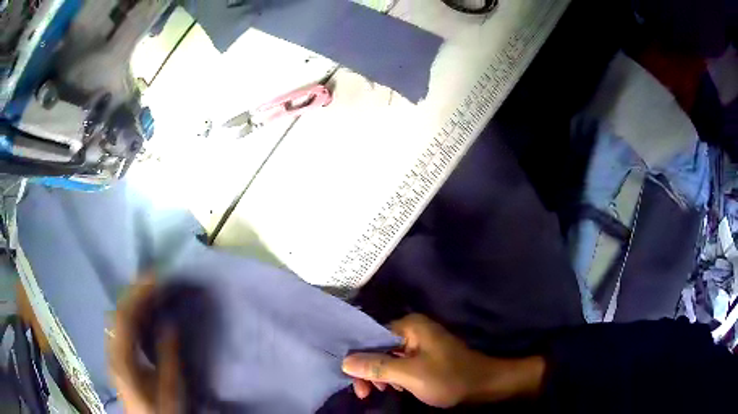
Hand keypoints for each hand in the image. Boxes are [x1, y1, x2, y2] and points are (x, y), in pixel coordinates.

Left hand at [107, 277, 180, 413]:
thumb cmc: (159, 410)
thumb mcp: (169, 389)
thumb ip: (168, 357)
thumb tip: (169, 323)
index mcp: (122, 358)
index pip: (124, 316)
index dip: (138, 294)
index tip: (155, 277)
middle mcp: (112, 349)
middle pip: (118, 312)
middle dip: (135, 292)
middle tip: (155, 277)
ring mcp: (113, 352)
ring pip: (119, 318)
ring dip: (134, 300)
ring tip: (151, 288)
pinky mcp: (119, 356)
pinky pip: (123, 327)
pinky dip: (133, 313)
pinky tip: (143, 311)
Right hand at [342, 314, 544, 407]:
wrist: (482, 385)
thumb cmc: (448, 378)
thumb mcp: (410, 374)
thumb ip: (377, 367)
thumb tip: (345, 362)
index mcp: (410, 326)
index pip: (371, 337)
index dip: (357, 358)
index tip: (352, 380)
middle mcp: (412, 329)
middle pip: (378, 347)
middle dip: (369, 370)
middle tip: (365, 393)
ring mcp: (419, 342)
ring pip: (387, 356)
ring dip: (380, 374)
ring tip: (382, 391)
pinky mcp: (424, 355)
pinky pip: (399, 362)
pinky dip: (393, 375)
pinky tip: (396, 387)